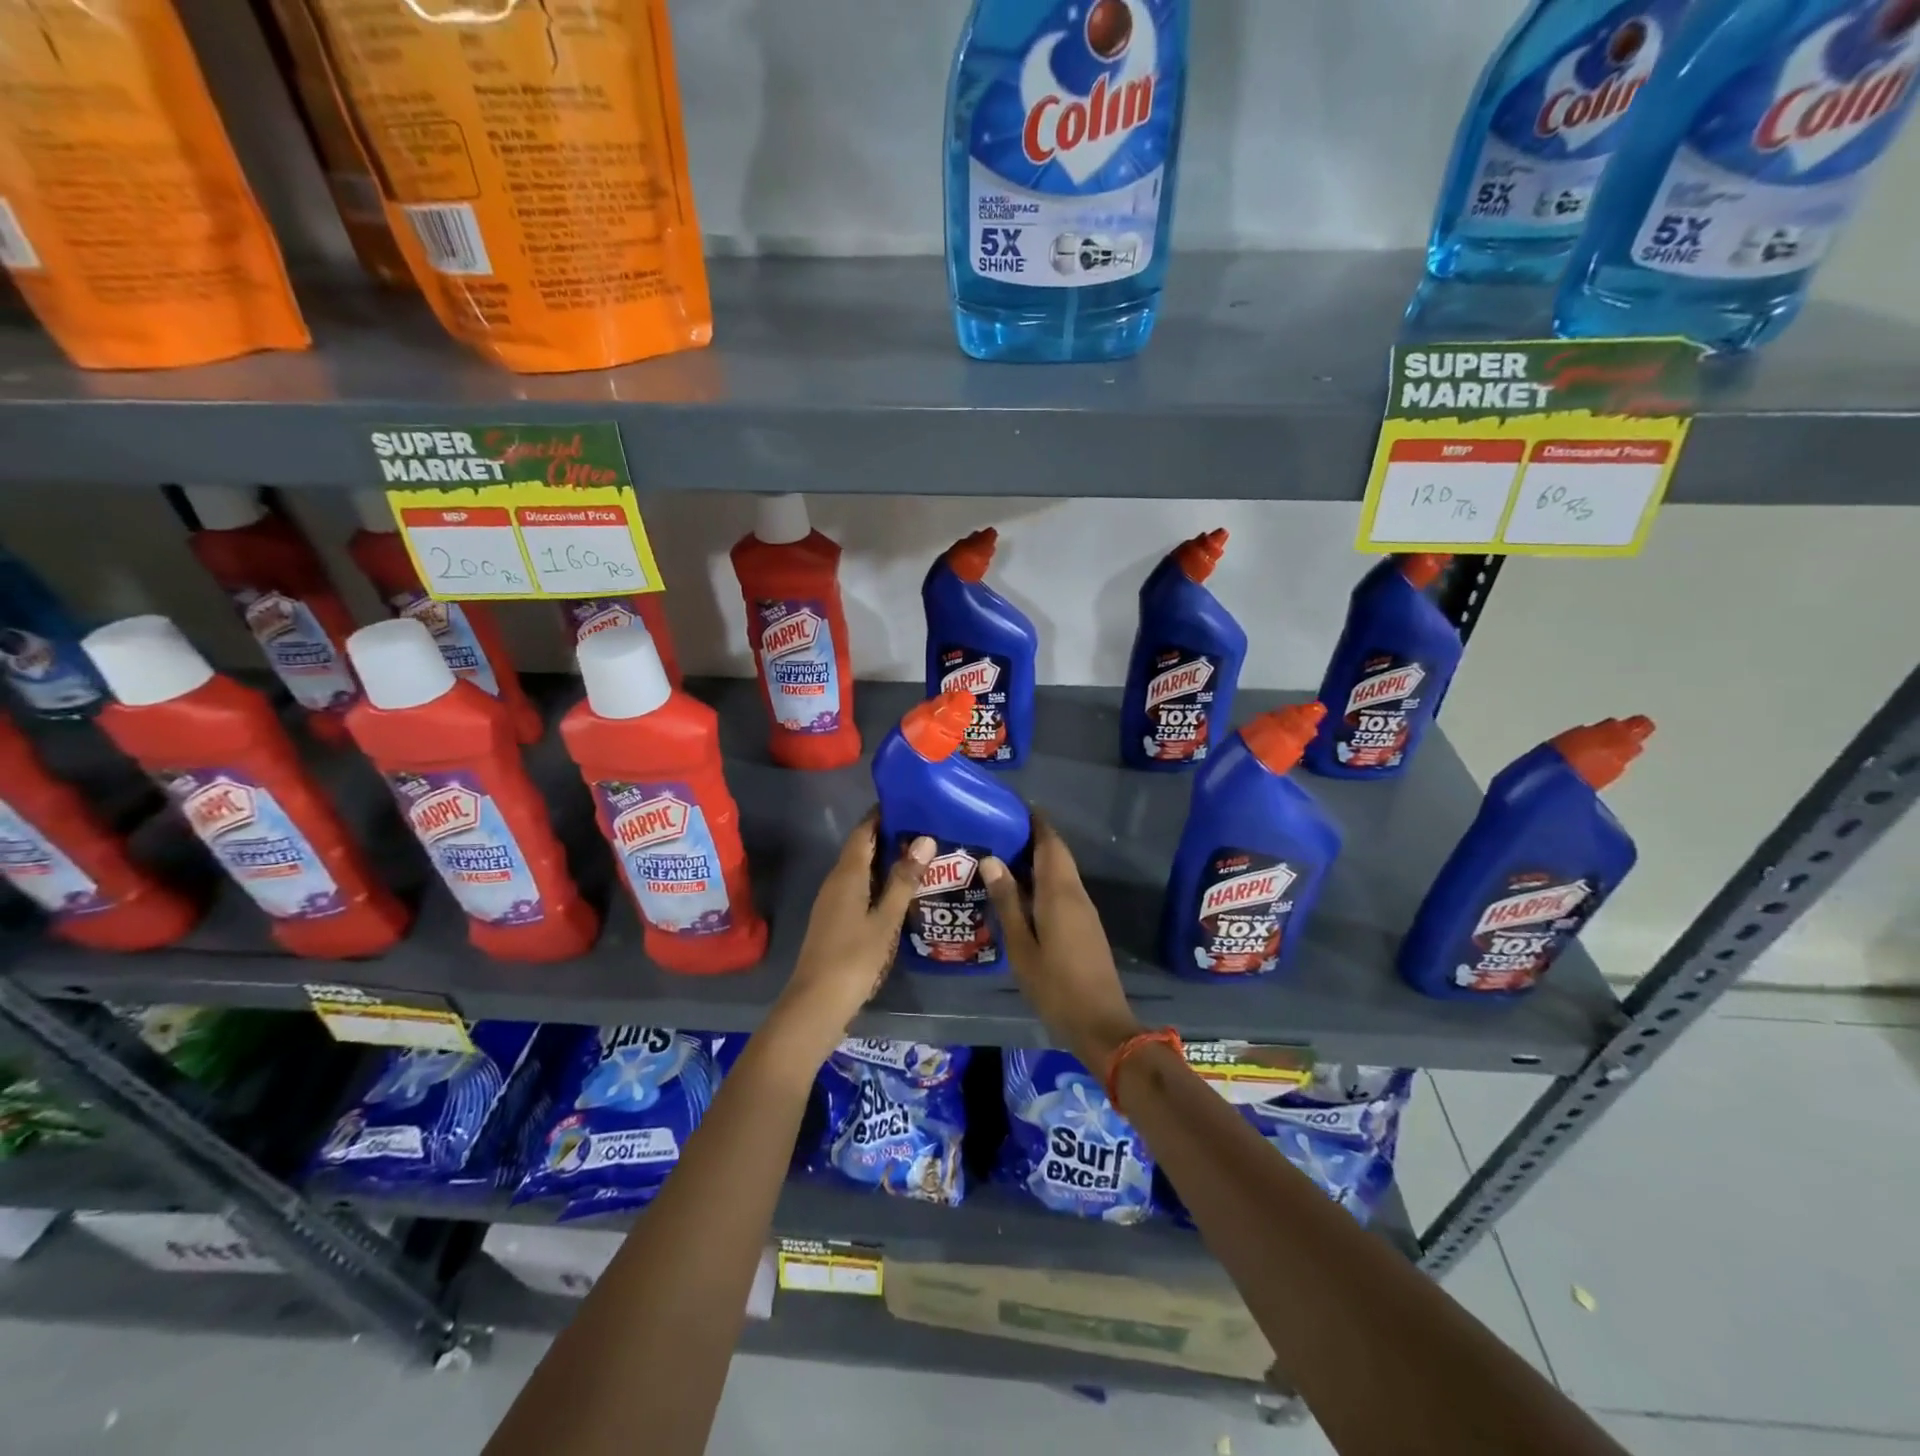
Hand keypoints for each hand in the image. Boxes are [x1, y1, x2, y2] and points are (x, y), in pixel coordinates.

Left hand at [772, 812, 932, 1051]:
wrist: (817, 1002)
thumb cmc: (854, 957)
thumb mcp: (885, 919)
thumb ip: (903, 880)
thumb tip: (924, 839)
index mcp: (848, 874)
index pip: (864, 831)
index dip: (882, 814)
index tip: (910, 803)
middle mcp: (836, 881)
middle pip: (862, 848)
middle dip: (889, 837)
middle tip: (925, 830)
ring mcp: (832, 901)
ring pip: (860, 870)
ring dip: (885, 861)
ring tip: (920, 857)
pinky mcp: (834, 919)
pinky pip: (858, 888)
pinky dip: (878, 882)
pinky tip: (899, 892)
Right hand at [982, 817, 1143, 1070]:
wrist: (1101, 1023)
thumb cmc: (1055, 986)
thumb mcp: (1021, 946)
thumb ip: (1007, 902)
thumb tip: (992, 859)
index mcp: (1059, 892)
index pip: (1049, 842)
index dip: (1034, 821)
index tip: (1010, 807)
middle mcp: (1076, 892)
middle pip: (1056, 853)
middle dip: (1032, 837)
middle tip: (997, 831)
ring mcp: (1084, 909)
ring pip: (1061, 871)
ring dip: (1037, 859)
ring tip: (1002, 856)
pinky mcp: (1086, 924)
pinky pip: (1064, 888)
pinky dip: (1044, 879)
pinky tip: (1021, 891)